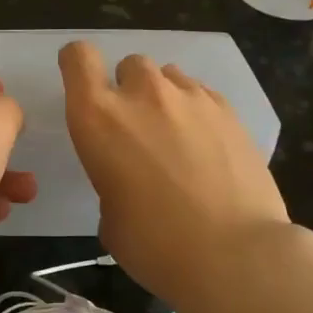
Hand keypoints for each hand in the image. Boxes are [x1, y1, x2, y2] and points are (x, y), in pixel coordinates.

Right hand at [59, 42, 289, 307]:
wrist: (235, 254)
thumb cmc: (156, 245)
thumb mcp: (110, 218)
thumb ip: (111, 181)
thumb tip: (131, 182)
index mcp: (98, 118)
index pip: (78, 58)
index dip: (77, 65)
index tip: (83, 86)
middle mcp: (143, 95)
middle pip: (130, 64)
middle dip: (128, 89)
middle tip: (137, 129)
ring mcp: (191, 98)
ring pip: (169, 76)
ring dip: (164, 98)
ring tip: (176, 137)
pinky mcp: (230, 111)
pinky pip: (202, 94)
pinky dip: (196, 111)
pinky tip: (207, 147)